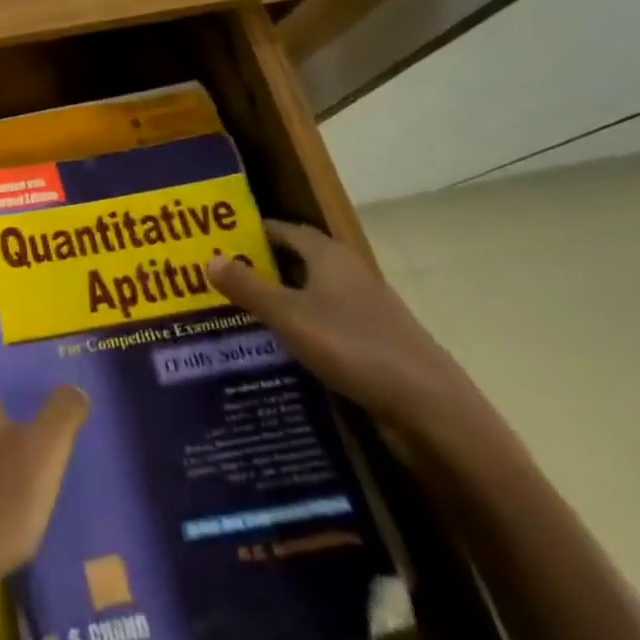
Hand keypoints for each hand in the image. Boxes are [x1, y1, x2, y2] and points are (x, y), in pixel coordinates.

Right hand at [207, 221, 475, 434]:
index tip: (220, 240)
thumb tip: (209, 258)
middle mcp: (350, 275)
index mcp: (330, 256)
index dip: (254, 232)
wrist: (431, 409)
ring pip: (313, 295)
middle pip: (299, 261)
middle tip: (221, 276)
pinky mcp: (375, 344)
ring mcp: (367, 311)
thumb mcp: (288, 315)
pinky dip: (302, 327)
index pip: (286, 230)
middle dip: (263, 266)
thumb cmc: (352, 346)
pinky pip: (327, 324)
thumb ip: (247, 287)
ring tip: (240, 311)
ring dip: (281, 299)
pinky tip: (280, 346)